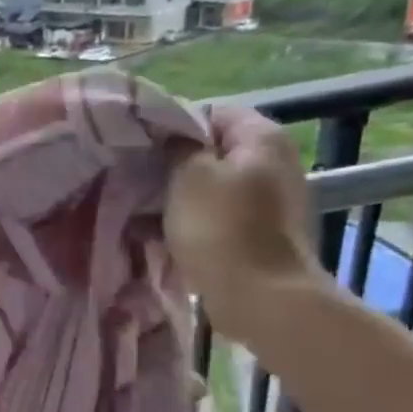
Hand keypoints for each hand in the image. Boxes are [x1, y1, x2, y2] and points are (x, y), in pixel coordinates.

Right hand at [164, 105, 319, 340]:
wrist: (261, 298)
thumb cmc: (222, 228)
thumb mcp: (188, 176)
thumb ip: (178, 147)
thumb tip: (173, 139)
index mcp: (262, 138)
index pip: (210, 113)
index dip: (172, 127)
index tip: (142, 149)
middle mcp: (274, 162)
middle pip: (213, 152)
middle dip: (174, 165)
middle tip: (137, 179)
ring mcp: (271, 202)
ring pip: (213, 187)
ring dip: (180, 198)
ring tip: (143, 210)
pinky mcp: (262, 235)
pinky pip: (219, 217)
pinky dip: (193, 223)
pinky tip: (162, 236)